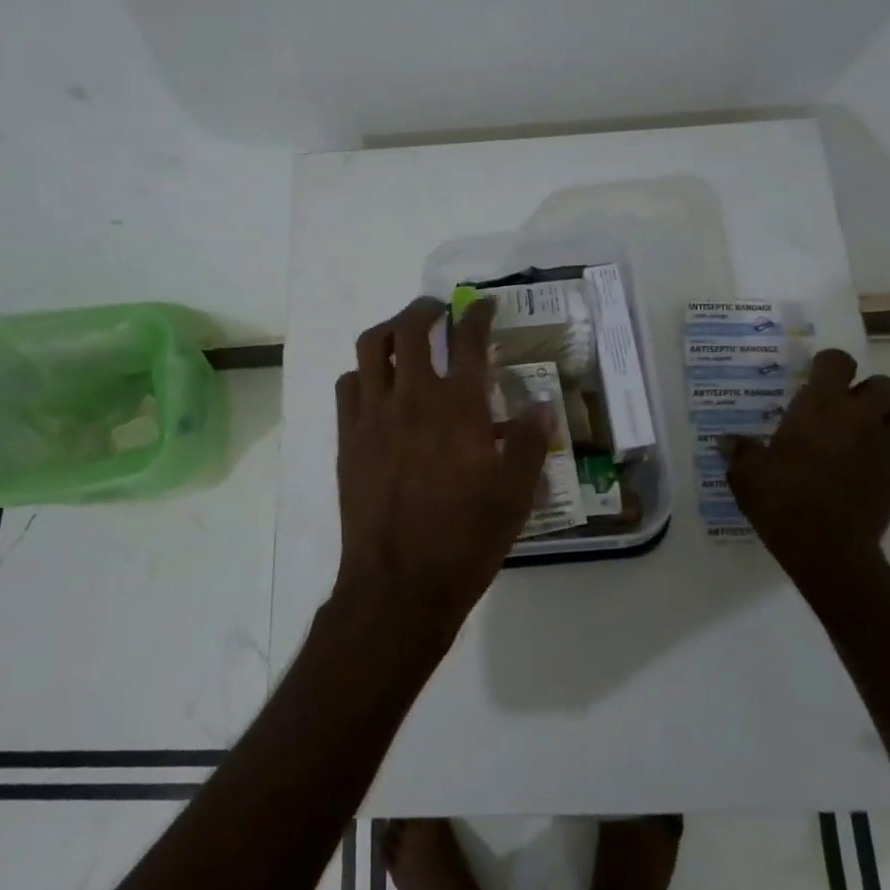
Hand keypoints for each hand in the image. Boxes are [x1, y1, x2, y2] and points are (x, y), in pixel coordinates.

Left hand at [333, 297, 548, 640]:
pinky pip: (347, 386)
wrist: (398, 584)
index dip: (477, 314)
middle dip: (425, 309)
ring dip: (388, 330)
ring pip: (370, 348)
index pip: (468, 340)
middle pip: (410, 329)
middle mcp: (412, 398)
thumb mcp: (515, 496)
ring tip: (402, 335)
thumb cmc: (465, 540)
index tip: (483, 305)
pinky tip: (375, 385)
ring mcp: (372, 416)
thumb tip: (542, 408)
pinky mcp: (347, 439)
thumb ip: (531, 445)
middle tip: (438, 311)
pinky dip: (362, 372)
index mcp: (458, 407)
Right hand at [725, 348, 889, 588]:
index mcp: (821, 406)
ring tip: (864, 435)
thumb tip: (727, 441)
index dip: (828, 364)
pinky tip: (877, 468)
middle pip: (885, 384)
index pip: (838, 361)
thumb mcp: (746, 474)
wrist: (827, 549)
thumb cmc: (781, 500)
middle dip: (868, 391)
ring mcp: (887, 447)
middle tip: (844, 408)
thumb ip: (739, 451)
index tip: (814, 376)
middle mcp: (860, 417)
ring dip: (887, 420)